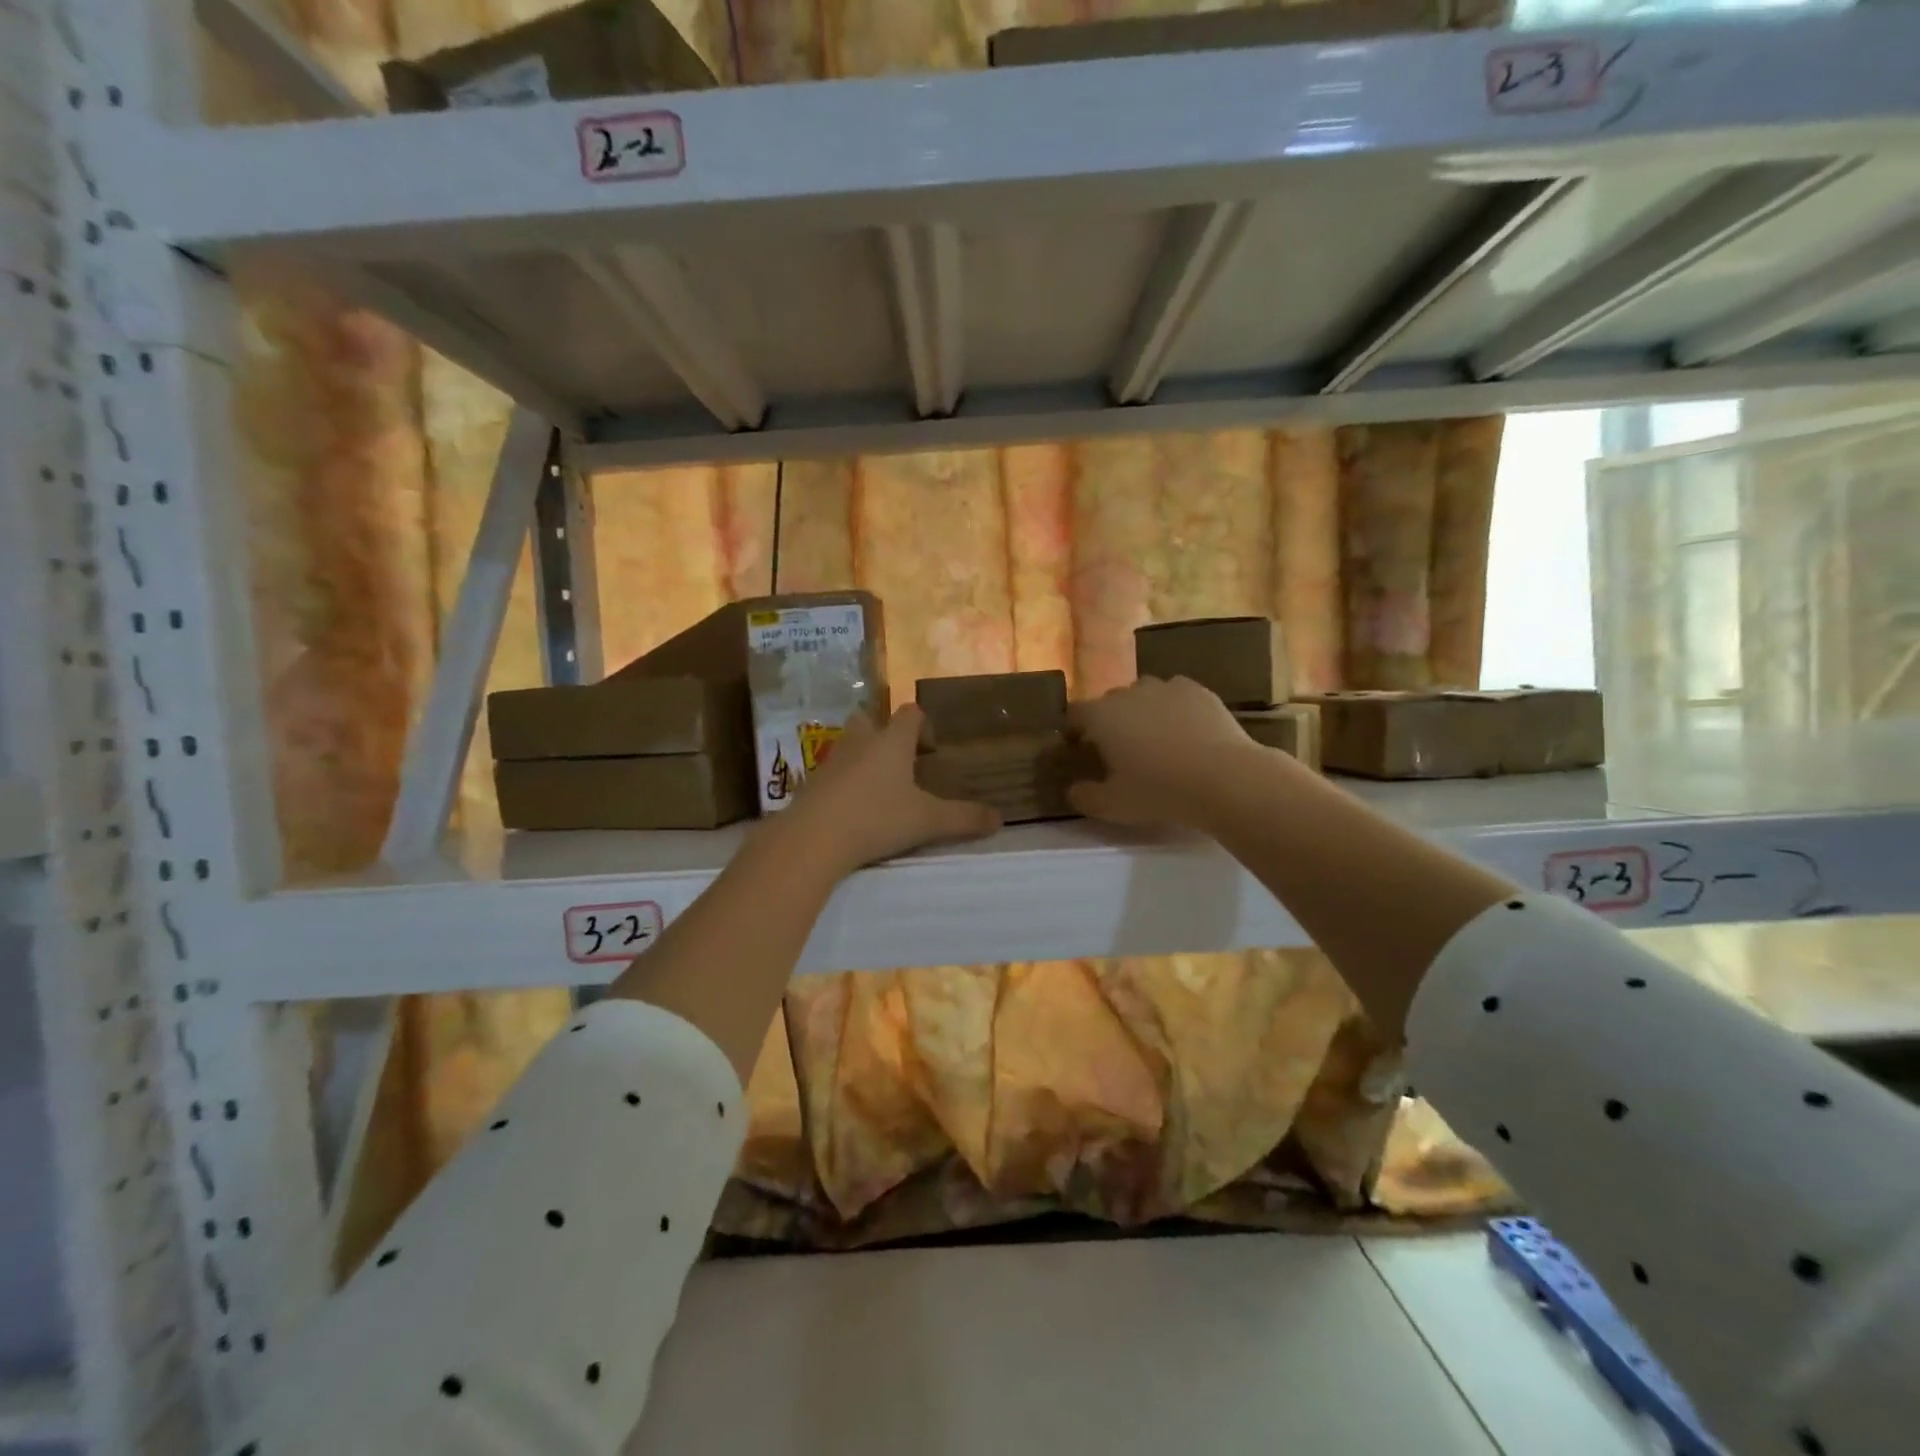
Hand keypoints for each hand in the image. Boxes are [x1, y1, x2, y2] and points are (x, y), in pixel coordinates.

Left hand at [775, 706, 999, 872]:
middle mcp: (860, 742)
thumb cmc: (876, 818)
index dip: (922, 724)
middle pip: (870, 720)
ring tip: (879, 789)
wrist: (813, 838)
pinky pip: (832, 773)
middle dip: (885, 735)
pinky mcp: (810, 784)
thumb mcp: (927, 822)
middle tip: (901, 763)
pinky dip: (843, 783)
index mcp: (891, 741)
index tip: (930, 748)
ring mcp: (831, 761)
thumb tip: (1000, 819)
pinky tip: (853, 809)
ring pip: (849, 746)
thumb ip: (964, 818)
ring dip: (863, 758)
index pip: (909, 713)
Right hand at [1067, 676, 1265, 828]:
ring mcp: (1165, 687)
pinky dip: (1173, 709)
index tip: (1079, 748)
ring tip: (1155, 739)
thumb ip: (1085, 797)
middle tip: (1119, 750)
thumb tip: (1073, 789)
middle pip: (1109, 702)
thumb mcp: (1113, 806)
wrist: (1224, 778)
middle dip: (1109, 721)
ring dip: (1142, 711)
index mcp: (1101, 716)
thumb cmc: (1159, 791)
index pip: (1074, 713)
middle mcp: (1128, 692)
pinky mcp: (1198, 690)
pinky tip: (1185, 732)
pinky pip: (1175, 695)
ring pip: (1144, 694)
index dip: (1074, 729)